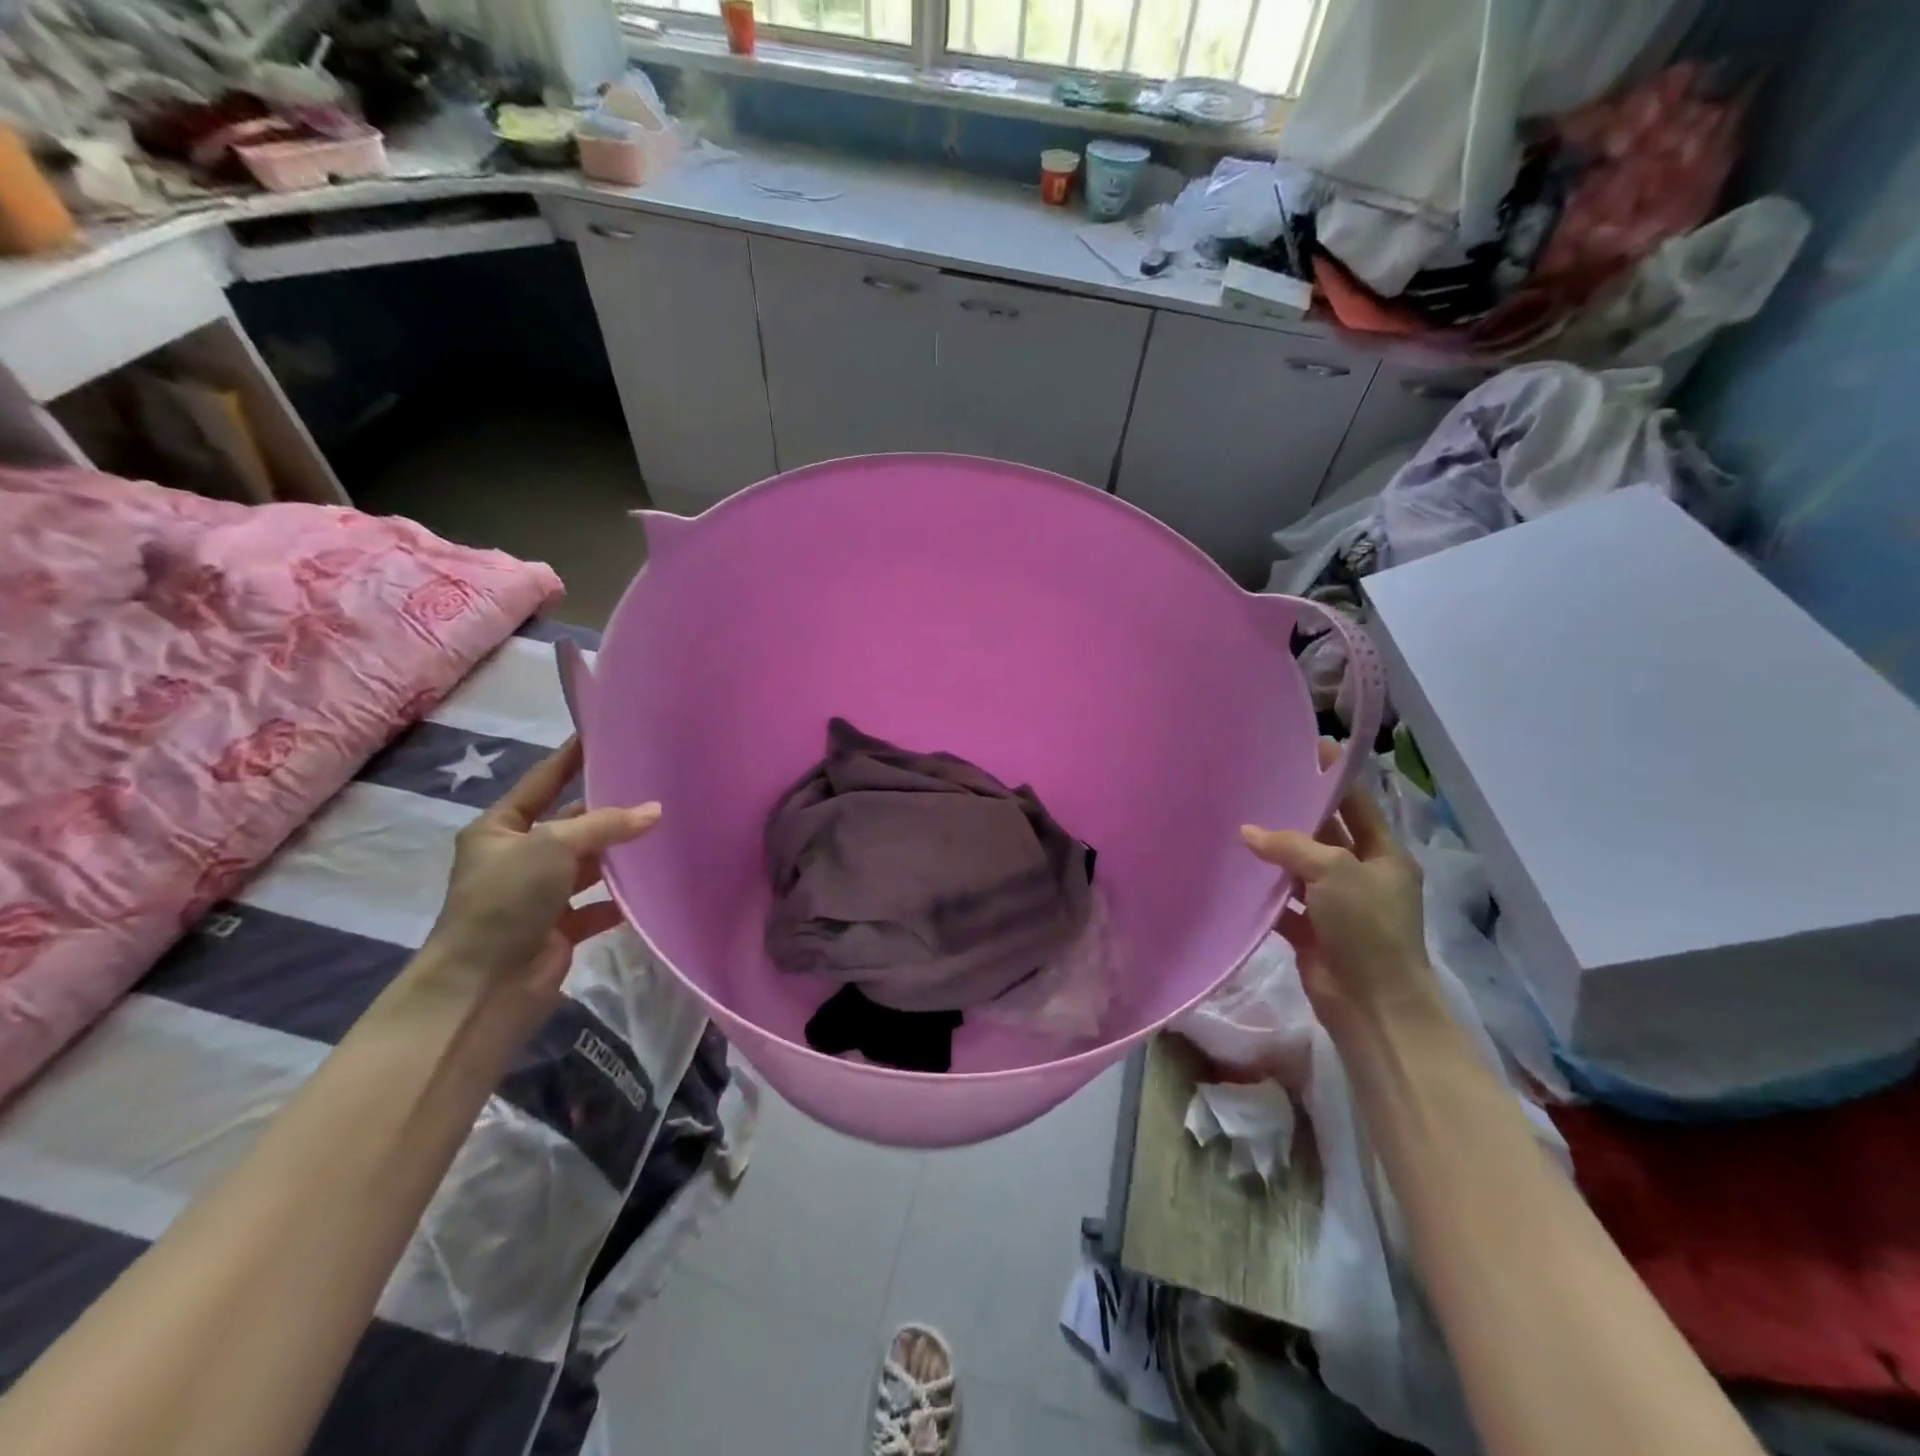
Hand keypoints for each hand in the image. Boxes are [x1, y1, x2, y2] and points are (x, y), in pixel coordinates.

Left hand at [423, 738, 659, 1019]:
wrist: (484, 985)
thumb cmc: (506, 900)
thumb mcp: (552, 846)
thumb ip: (605, 824)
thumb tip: (656, 810)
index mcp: (499, 829)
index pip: (541, 782)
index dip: (570, 759)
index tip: (601, 734)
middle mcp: (518, 858)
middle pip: (572, 825)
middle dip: (608, 811)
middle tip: (654, 786)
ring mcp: (540, 895)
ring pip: (589, 865)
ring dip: (620, 855)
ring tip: (666, 832)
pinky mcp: (560, 928)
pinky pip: (600, 904)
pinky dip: (622, 898)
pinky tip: (654, 885)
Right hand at [1241, 741, 1436, 1034]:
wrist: (1372, 1004)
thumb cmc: (1367, 927)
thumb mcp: (1335, 872)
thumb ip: (1291, 846)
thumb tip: (1248, 832)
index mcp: (1384, 856)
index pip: (1358, 805)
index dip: (1334, 778)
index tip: (1307, 748)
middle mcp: (1361, 876)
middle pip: (1325, 836)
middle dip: (1295, 816)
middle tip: (1257, 787)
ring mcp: (1336, 905)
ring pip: (1299, 869)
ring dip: (1273, 855)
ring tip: (1234, 825)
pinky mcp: (1311, 931)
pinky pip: (1282, 903)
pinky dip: (1263, 892)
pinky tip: (1234, 875)